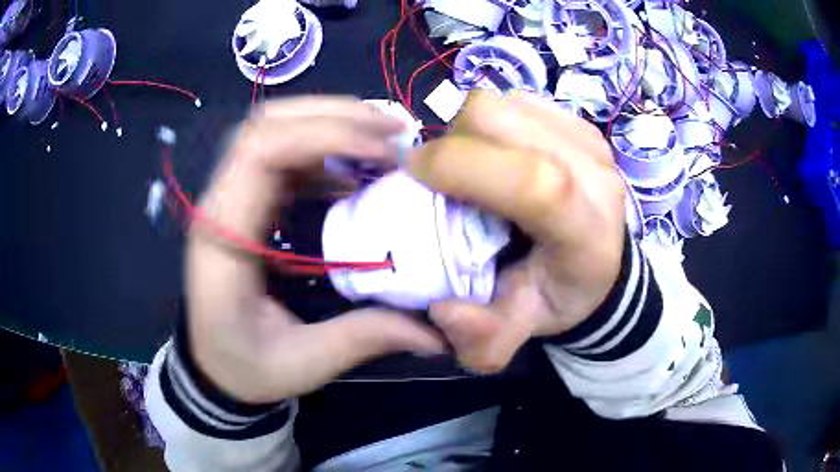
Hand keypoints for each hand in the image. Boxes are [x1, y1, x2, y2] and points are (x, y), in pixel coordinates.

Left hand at [187, 97, 445, 403]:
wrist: (213, 364)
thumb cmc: (245, 366)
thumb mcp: (302, 363)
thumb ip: (363, 339)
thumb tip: (435, 335)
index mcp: (223, 237)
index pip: (261, 152)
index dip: (324, 136)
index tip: (382, 153)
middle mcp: (221, 203)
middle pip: (266, 124)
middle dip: (333, 114)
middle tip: (395, 129)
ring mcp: (231, 196)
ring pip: (273, 128)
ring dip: (330, 121)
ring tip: (383, 138)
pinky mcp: (247, 200)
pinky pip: (282, 153)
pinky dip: (324, 146)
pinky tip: (357, 166)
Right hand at [407, 90, 625, 372]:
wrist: (604, 263)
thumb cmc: (560, 296)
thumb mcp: (520, 330)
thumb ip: (484, 338)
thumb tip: (443, 308)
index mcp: (586, 233)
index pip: (534, 181)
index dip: (462, 166)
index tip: (414, 172)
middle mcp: (595, 174)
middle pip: (502, 120)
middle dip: (453, 142)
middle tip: (447, 178)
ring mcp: (588, 139)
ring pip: (502, 103)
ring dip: (469, 131)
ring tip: (474, 167)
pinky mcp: (577, 122)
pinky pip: (514, 100)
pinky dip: (491, 123)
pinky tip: (498, 154)